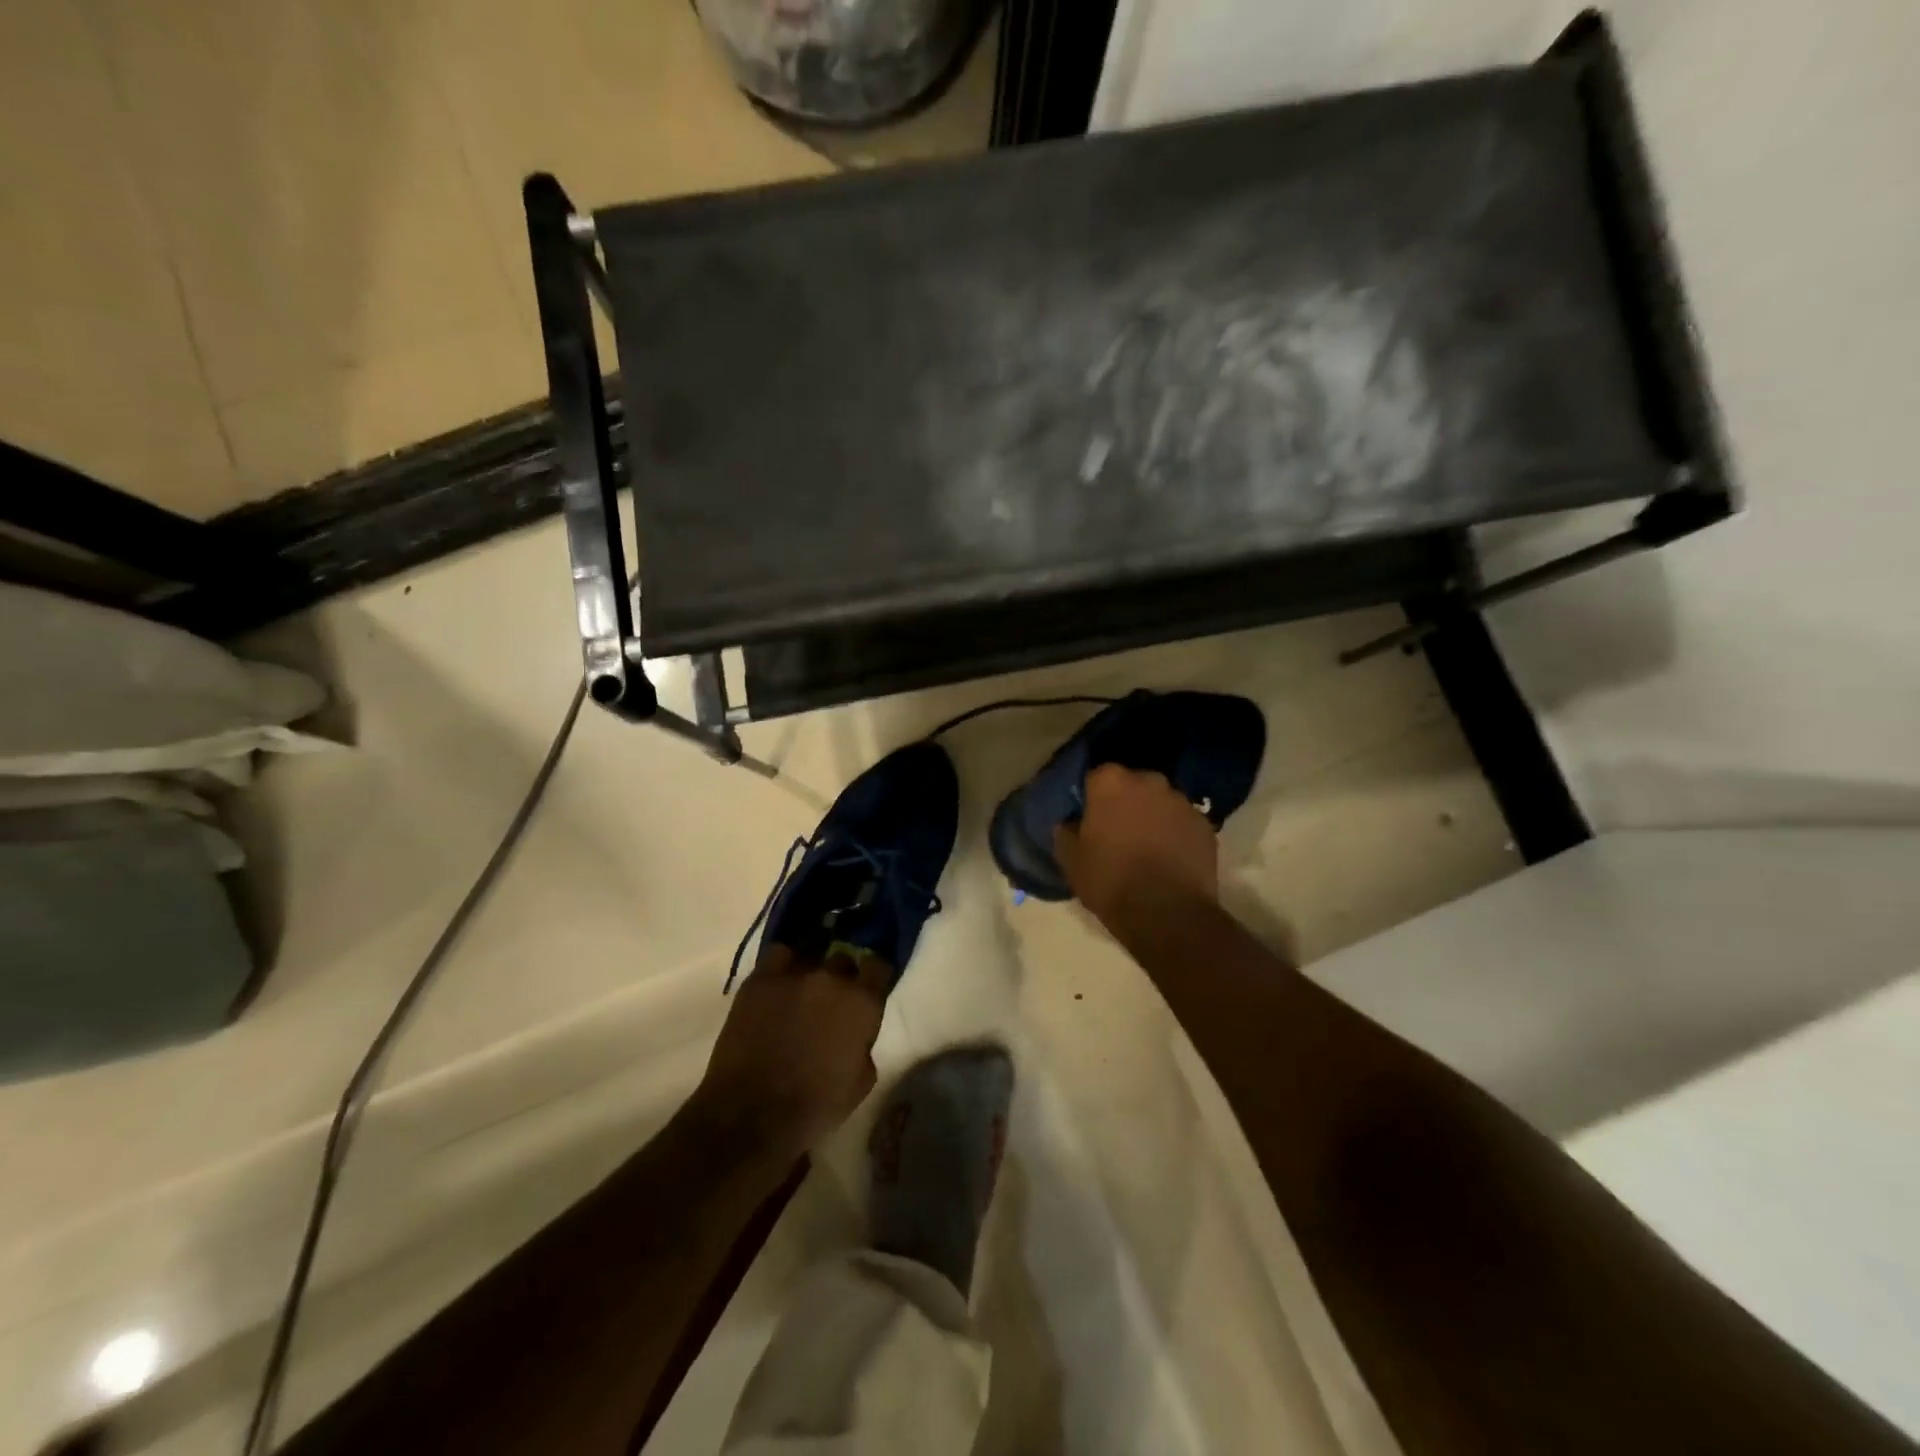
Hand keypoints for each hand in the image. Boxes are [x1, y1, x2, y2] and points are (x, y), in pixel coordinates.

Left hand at [693, 946, 888, 1160]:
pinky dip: (783, 966)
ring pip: (811, 954)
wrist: (752, 1114)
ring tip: (803, 988)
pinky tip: (779, 983)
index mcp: (862, 1002)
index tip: (869, 987)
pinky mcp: (761, 979)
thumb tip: (855, 1034)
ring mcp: (794, 974)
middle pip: (843, 959)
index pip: (878, 966)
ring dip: (812, 970)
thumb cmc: (815, 1106)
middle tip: (832, 998)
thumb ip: (864, 1045)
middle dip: (841, 976)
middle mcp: (832, 978)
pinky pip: (778, 956)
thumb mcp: (861, 1082)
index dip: (874, 976)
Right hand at [1055, 763, 1219, 928]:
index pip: (1096, 777)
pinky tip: (1169, 860)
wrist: (1168, 914)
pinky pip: (1182, 823)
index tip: (1089, 818)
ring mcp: (1182, 802)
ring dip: (1152, 817)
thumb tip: (1069, 823)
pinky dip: (1175, 834)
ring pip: (1160, 802)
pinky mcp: (1205, 825)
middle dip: (1125, 802)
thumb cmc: (1111, 881)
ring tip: (1146, 848)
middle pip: (1132, 785)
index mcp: (1111, 783)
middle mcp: (1149, 781)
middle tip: (1117, 832)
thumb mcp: (1071, 860)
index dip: (1092, 798)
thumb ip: (1065, 833)